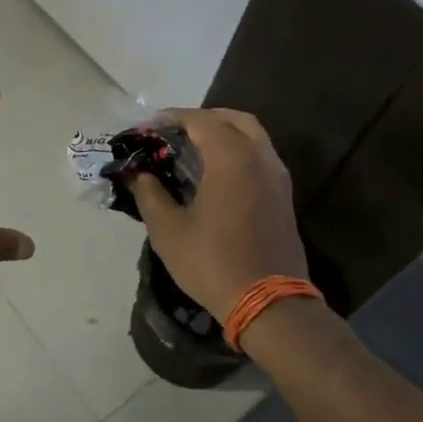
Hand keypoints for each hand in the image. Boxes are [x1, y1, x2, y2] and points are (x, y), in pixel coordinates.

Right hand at [129, 107, 310, 318]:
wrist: (269, 304)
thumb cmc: (213, 262)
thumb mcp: (168, 230)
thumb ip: (150, 194)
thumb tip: (139, 175)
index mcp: (232, 158)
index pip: (200, 120)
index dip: (172, 118)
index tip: (148, 126)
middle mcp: (260, 158)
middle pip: (233, 119)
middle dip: (202, 119)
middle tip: (174, 132)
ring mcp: (277, 177)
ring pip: (252, 137)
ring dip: (223, 134)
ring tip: (192, 150)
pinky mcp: (283, 197)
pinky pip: (260, 157)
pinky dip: (238, 152)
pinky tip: (214, 174)